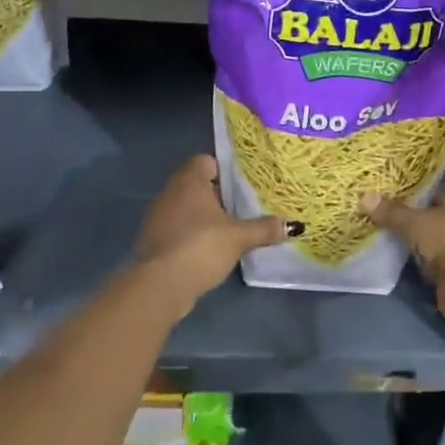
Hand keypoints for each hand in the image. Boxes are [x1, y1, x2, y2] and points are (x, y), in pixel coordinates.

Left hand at [133, 154, 287, 303]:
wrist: (159, 284)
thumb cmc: (201, 247)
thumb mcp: (239, 237)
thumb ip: (264, 229)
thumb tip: (291, 225)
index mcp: (189, 181)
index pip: (205, 160)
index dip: (223, 169)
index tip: (242, 185)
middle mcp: (170, 192)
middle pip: (196, 184)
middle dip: (218, 195)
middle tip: (242, 208)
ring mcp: (157, 216)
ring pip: (185, 207)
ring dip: (203, 217)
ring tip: (229, 230)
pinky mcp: (153, 240)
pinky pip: (177, 228)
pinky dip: (191, 234)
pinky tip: (208, 250)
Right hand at [361, 162, 444, 326]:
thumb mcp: (417, 224)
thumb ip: (392, 212)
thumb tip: (364, 198)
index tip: (421, 168)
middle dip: (426, 197)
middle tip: (396, 191)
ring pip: (442, 225)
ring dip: (423, 225)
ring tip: (393, 217)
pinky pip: (438, 249)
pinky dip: (423, 248)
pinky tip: (401, 245)